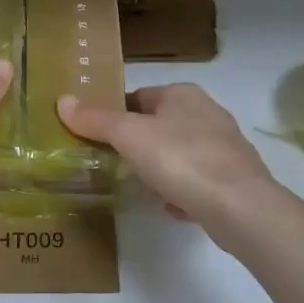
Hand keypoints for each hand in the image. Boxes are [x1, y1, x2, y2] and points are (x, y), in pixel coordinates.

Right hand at [57, 84, 279, 230]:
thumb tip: (62, 100)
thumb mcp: (130, 136)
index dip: (116, 115)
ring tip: (143, 189)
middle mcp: (207, 113)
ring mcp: (224, 147)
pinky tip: (172, 208)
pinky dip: (182, 192)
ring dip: (160, 171)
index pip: (139, 96)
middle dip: (138, 145)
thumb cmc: (182, 159)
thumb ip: (96, 120)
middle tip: (116, 166)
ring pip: (179, 154)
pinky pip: (197, 181)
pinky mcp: (235, 180)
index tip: (99, 138)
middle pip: (159, 125)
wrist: (241, 208)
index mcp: (183, 94)